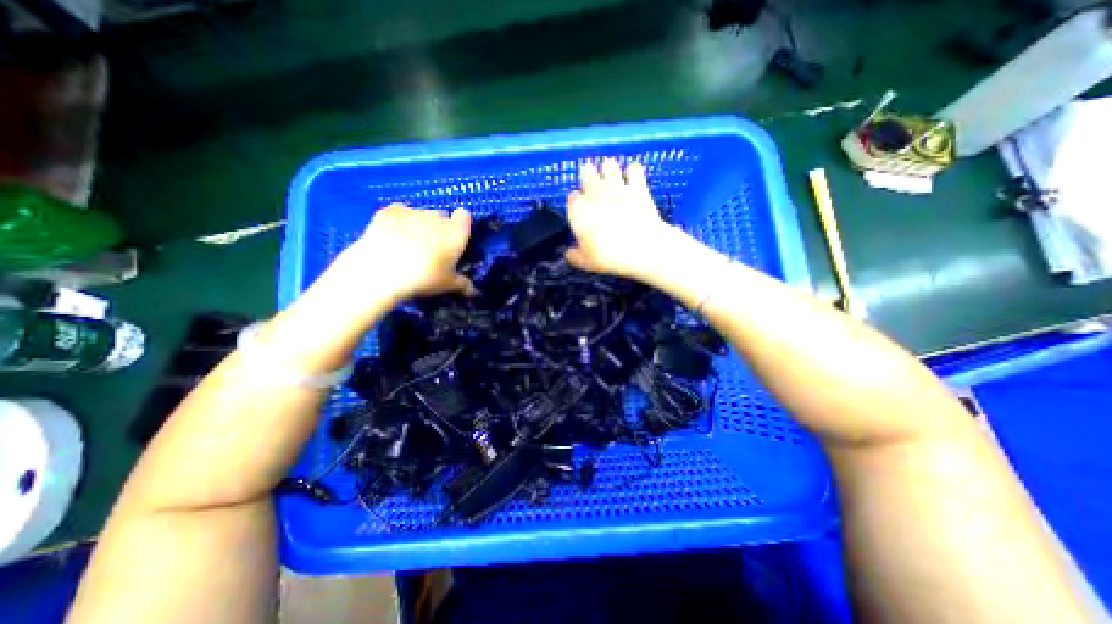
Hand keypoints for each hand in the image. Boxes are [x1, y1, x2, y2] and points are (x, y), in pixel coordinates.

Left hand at [343, 205, 473, 301]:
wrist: (381, 271)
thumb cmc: (424, 278)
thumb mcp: (447, 285)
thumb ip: (463, 284)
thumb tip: (474, 292)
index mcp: (455, 232)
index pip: (465, 216)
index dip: (461, 225)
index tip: (456, 239)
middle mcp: (436, 217)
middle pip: (442, 216)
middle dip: (439, 227)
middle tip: (433, 248)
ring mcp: (412, 211)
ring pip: (421, 214)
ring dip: (420, 224)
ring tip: (409, 244)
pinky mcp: (388, 211)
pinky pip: (399, 212)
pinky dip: (399, 221)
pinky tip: (392, 236)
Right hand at [566, 159, 667, 278]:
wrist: (642, 248)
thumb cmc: (608, 256)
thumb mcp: (586, 262)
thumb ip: (575, 256)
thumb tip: (569, 253)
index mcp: (578, 210)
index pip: (572, 198)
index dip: (575, 202)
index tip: (578, 209)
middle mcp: (595, 193)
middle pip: (586, 173)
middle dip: (587, 174)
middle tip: (590, 180)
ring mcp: (618, 187)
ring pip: (609, 165)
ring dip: (608, 168)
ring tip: (609, 173)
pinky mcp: (638, 187)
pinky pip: (634, 169)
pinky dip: (632, 170)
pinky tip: (632, 174)